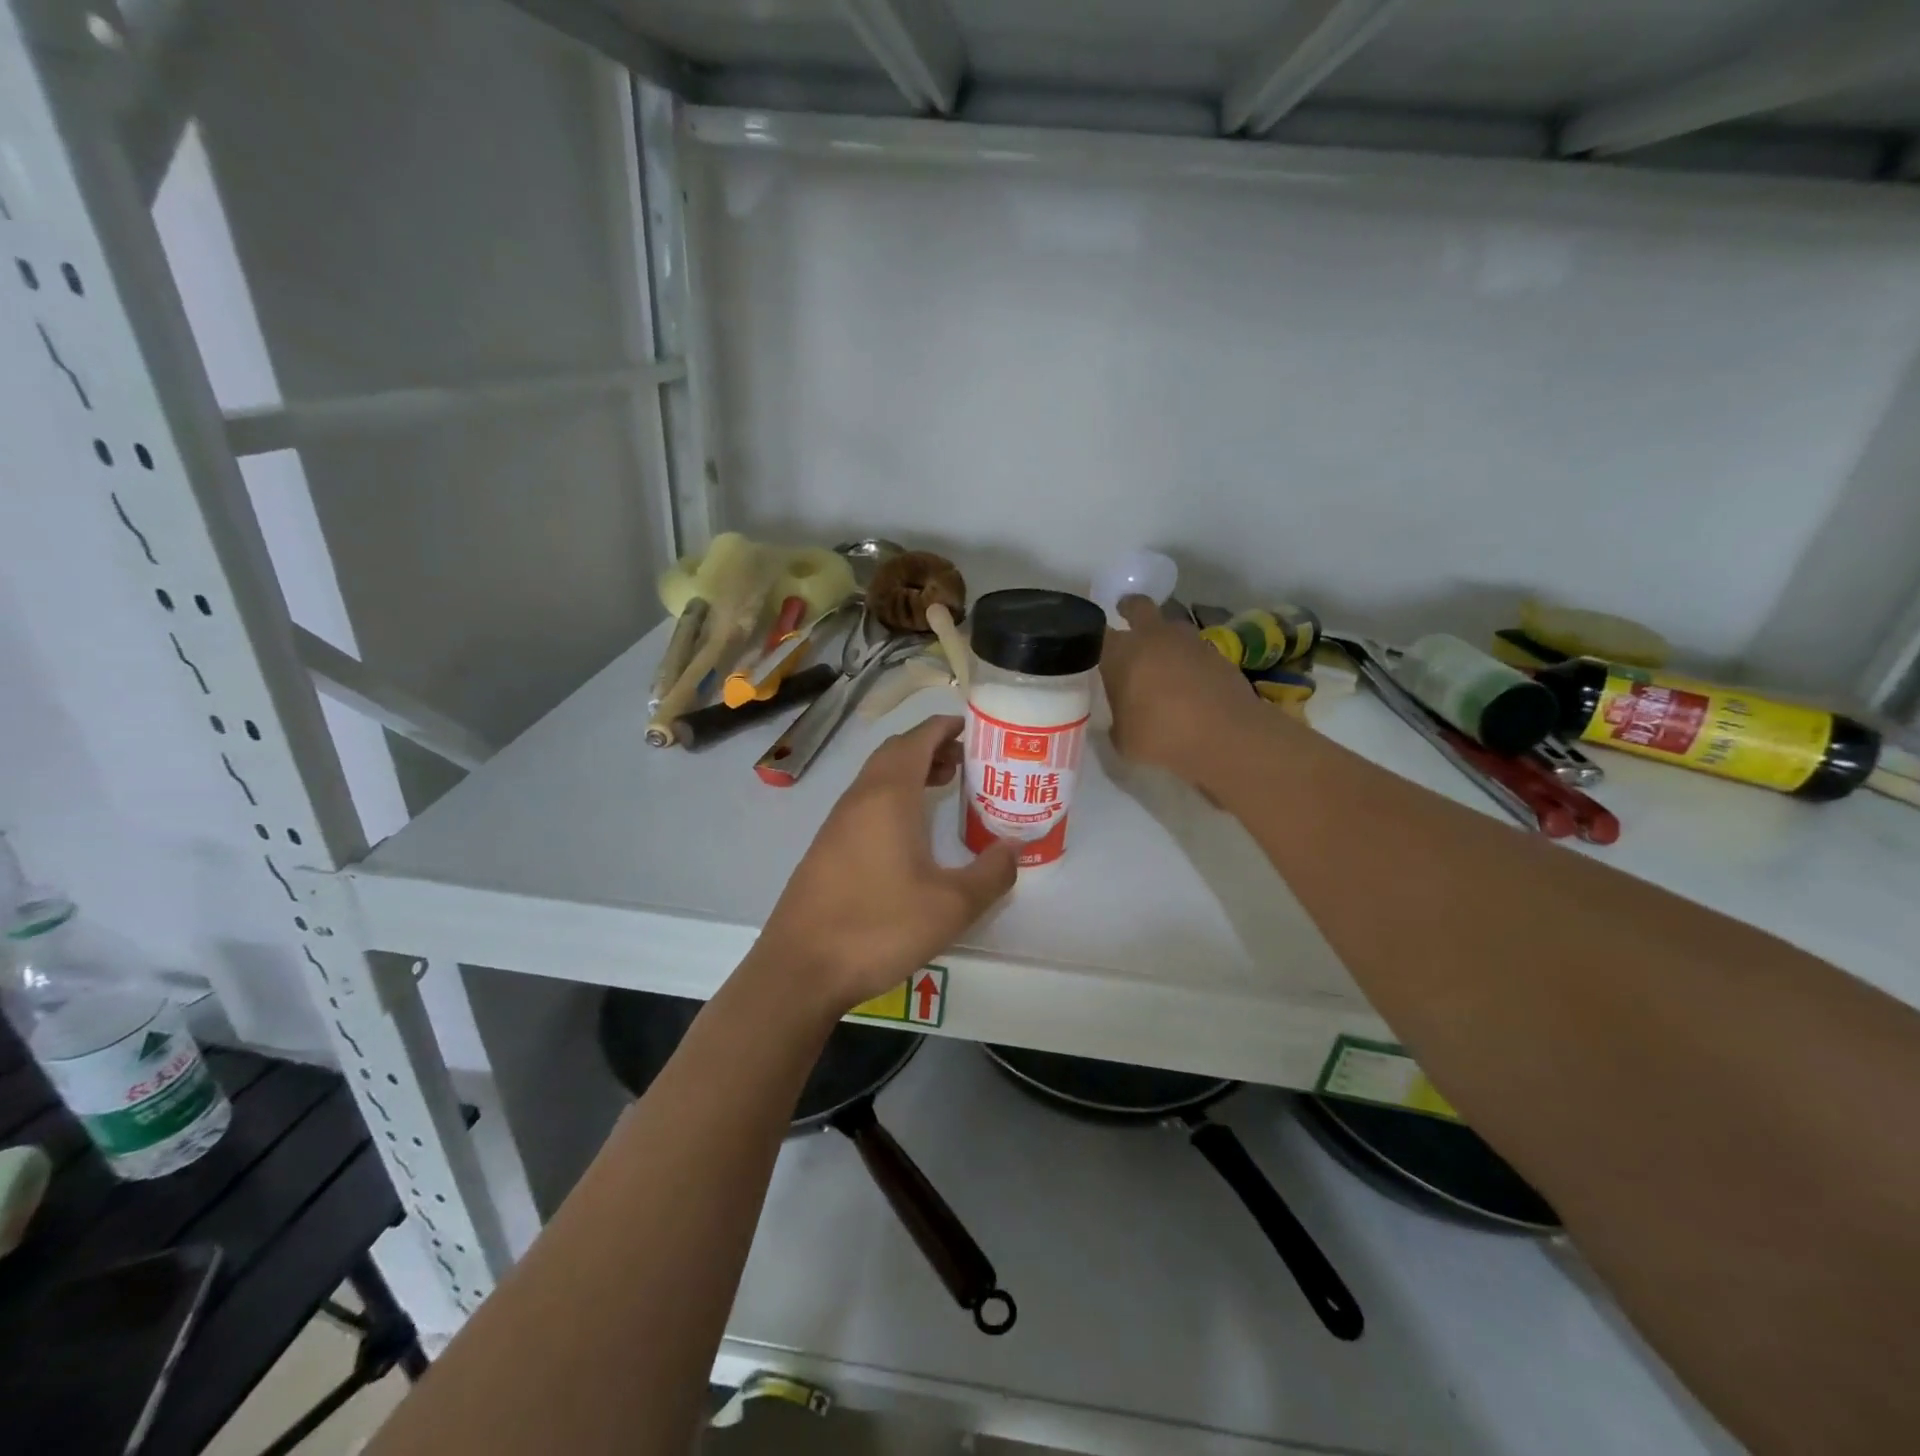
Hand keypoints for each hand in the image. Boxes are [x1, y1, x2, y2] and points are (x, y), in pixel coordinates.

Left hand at [754, 715, 1018, 1012]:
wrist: (801, 969)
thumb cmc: (879, 927)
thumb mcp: (951, 906)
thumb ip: (991, 874)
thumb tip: (1015, 848)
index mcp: (888, 796)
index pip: (917, 739)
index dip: (945, 727)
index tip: (973, 727)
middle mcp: (859, 799)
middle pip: (895, 753)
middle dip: (931, 747)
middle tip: (967, 761)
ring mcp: (837, 823)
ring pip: (877, 778)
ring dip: (911, 773)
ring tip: (945, 788)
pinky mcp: (826, 848)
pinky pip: (865, 804)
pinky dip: (893, 798)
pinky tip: (910, 833)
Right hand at [1101, 596, 1265, 786]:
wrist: (1225, 735)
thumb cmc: (1162, 736)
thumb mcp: (1124, 740)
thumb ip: (1117, 722)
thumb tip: (1120, 719)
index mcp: (1122, 653)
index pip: (1099, 634)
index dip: (1095, 638)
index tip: (1093, 647)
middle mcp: (1153, 637)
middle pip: (1137, 606)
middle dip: (1130, 609)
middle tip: (1125, 619)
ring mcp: (1189, 641)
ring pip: (1170, 626)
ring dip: (1164, 637)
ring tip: (1162, 662)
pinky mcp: (1217, 653)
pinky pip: (1194, 648)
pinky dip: (1189, 659)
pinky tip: (1189, 683)